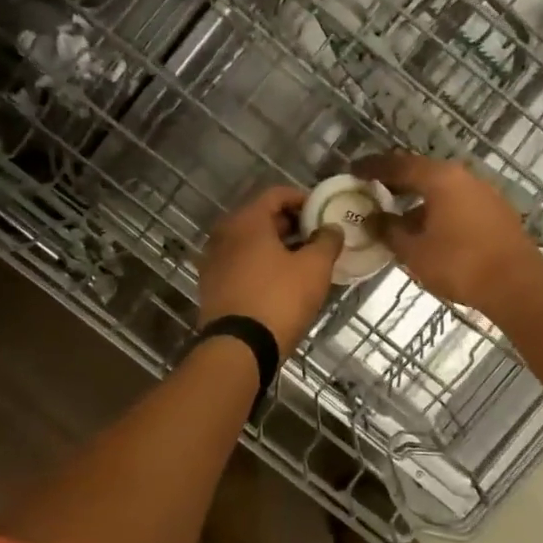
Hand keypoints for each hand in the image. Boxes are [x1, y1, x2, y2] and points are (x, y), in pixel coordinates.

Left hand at [198, 187, 343, 356]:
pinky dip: (260, 265)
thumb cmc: (279, 299)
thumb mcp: (314, 268)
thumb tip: (331, 228)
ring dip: (276, 246)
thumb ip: (327, 241)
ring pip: (250, 243)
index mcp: (246, 221)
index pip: (276, 194)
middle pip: (261, 218)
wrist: (239, 348)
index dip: (303, 199)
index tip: (323, 212)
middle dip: (291, 225)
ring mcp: (213, 261)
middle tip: (317, 237)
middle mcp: (224, 235)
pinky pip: (240, 264)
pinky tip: (281, 281)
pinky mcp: (211, 286)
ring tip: (304, 261)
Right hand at [352, 152, 542, 313]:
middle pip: (422, 172)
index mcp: (440, 178)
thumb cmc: (459, 264)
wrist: (516, 285)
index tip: (354, 170)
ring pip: (442, 188)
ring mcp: (484, 192)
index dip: (373, 168)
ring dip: (418, 198)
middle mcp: (463, 177)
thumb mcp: (414, 251)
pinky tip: (428, 229)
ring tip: (397, 214)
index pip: (398, 165)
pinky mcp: (496, 212)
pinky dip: (437, 209)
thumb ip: (390, 231)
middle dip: (397, 181)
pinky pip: (458, 202)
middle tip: (373, 190)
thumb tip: (374, 220)